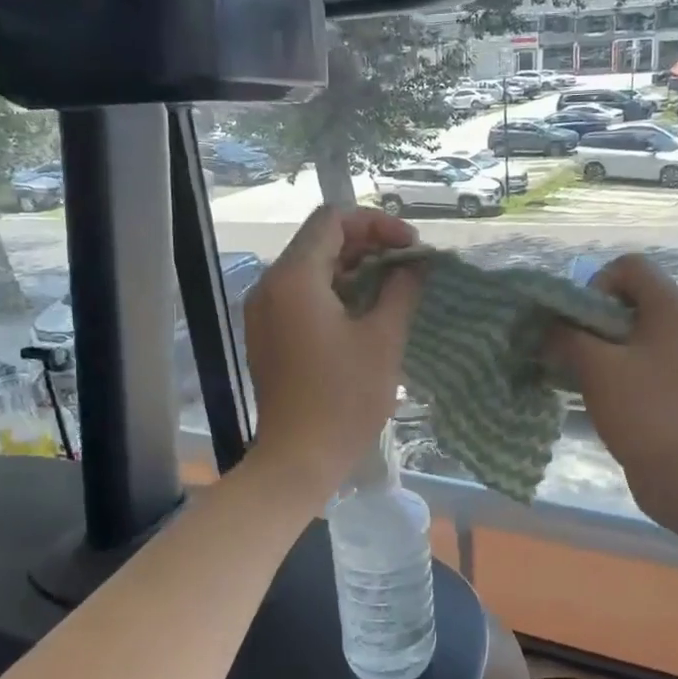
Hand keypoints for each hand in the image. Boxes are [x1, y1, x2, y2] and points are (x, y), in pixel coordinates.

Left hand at [242, 206, 422, 499]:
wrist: (298, 458)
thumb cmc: (344, 398)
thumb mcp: (383, 339)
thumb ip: (401, 290)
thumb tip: (414, 265)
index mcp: (294, 277)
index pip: (333, 220)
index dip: (377, 223)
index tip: (411, 247)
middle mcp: (269, 285)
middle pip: (319, 241)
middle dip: (367, 244)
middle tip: (407, 265)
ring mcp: (263, 312)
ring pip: (309, 268)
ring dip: (352, 268)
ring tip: (392, 286)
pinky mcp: (267, 335)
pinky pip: (300, 296)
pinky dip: (332, 292)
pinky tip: (364, 312)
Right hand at [548, 254, 677, 528]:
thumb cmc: (644, 411)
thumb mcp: (596, 368)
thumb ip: (565, 338)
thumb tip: (547, 328)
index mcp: (672, 307)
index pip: (628, 267)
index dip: (594, 286)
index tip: (578, 324)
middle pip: (629, 299)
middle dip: (591, 321)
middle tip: (571, 351)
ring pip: (632, 333)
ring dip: (599, 347)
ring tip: (578, 375)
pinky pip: (642, 360)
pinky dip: (616, 368)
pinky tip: (598, 395)